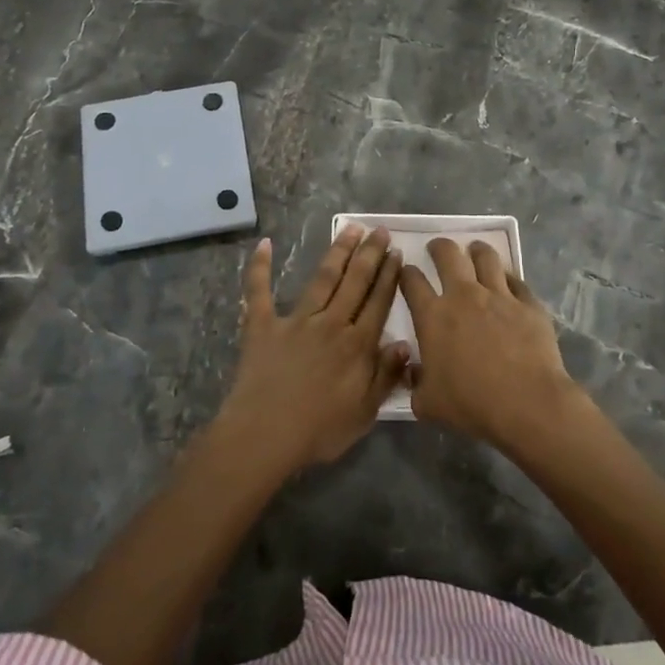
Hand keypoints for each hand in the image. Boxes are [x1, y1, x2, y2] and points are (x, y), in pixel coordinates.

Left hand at [219, 225, 410, 469]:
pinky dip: (260, 267)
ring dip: (337, 252)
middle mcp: (330, 324)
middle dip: (369, 254)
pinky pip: (259, 292)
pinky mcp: (262, 326)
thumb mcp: (364, 413)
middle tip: (379, 230)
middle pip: (355, 282)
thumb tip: (405, 343)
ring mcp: (295, 321)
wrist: (265, 435)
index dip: (389, 276)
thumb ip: (386, 376)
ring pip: (322, 279)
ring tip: (350, 229)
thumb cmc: (319, 431)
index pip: (378, 303)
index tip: (396, 252)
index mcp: (356, 346)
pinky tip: (264, 245)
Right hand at [399, 238, 580, 447]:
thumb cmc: (472, 404)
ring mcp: (498, 296)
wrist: (527, 404)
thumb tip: (412, 372)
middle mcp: (463, 296)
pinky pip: (516, 280)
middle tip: (438, 249)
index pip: (412, 281)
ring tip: (475, 251)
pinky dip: (508, 279)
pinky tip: (507, 284)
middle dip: (439, 246)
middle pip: (448, 254)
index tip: (407, 272)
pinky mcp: (528, 303)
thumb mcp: (428, 404)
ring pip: (485, 256)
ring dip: (477, 251)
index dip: (406, 273)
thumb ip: (415, 384)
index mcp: (433, 316)